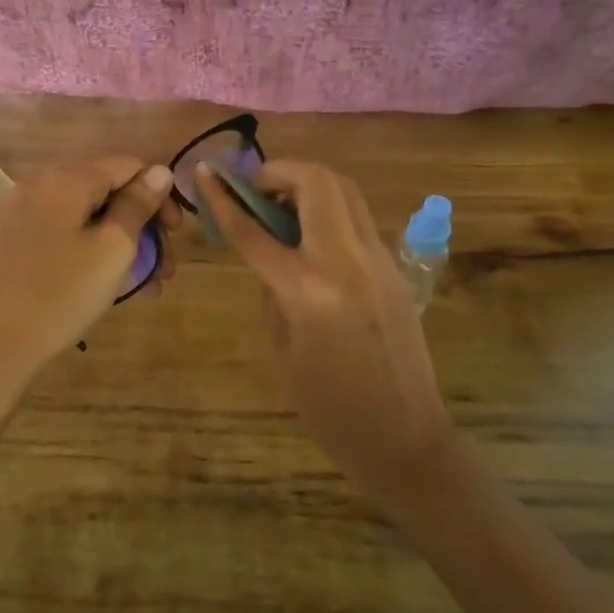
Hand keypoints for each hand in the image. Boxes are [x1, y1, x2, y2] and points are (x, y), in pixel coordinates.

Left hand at [0, 157, 179, 405]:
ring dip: (120, 241)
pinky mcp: (12, 237)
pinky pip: (63, 230)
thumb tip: (159, 171)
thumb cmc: (61, 295)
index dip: (160, 194)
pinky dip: (90, 247)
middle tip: (164, 268)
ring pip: (86, 215)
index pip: (128, 165)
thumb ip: (138, 205)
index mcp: (67, 178)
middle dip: (142, 224)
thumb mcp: (112, 250)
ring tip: (144, 284)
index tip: (176, 234)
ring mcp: (22, 210)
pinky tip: (107, 281)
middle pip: (107, 190)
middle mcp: (41, 182)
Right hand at [197, 160, 454, 516]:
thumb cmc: (332, 412)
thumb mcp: (284, 351)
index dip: (224, 199)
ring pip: (344, 190)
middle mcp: (347, 261)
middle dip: (280, 171)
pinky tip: (312, 238)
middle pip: (316, 182)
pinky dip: (329, 210)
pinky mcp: (395, 268)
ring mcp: (379, 260)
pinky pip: (357, 219)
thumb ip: (273, 294)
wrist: (407, 440)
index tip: (206, 174)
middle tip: (256, 189)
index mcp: (309, 290)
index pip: (255, 230)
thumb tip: (271, 260)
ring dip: (308, 184)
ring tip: (283, 205)